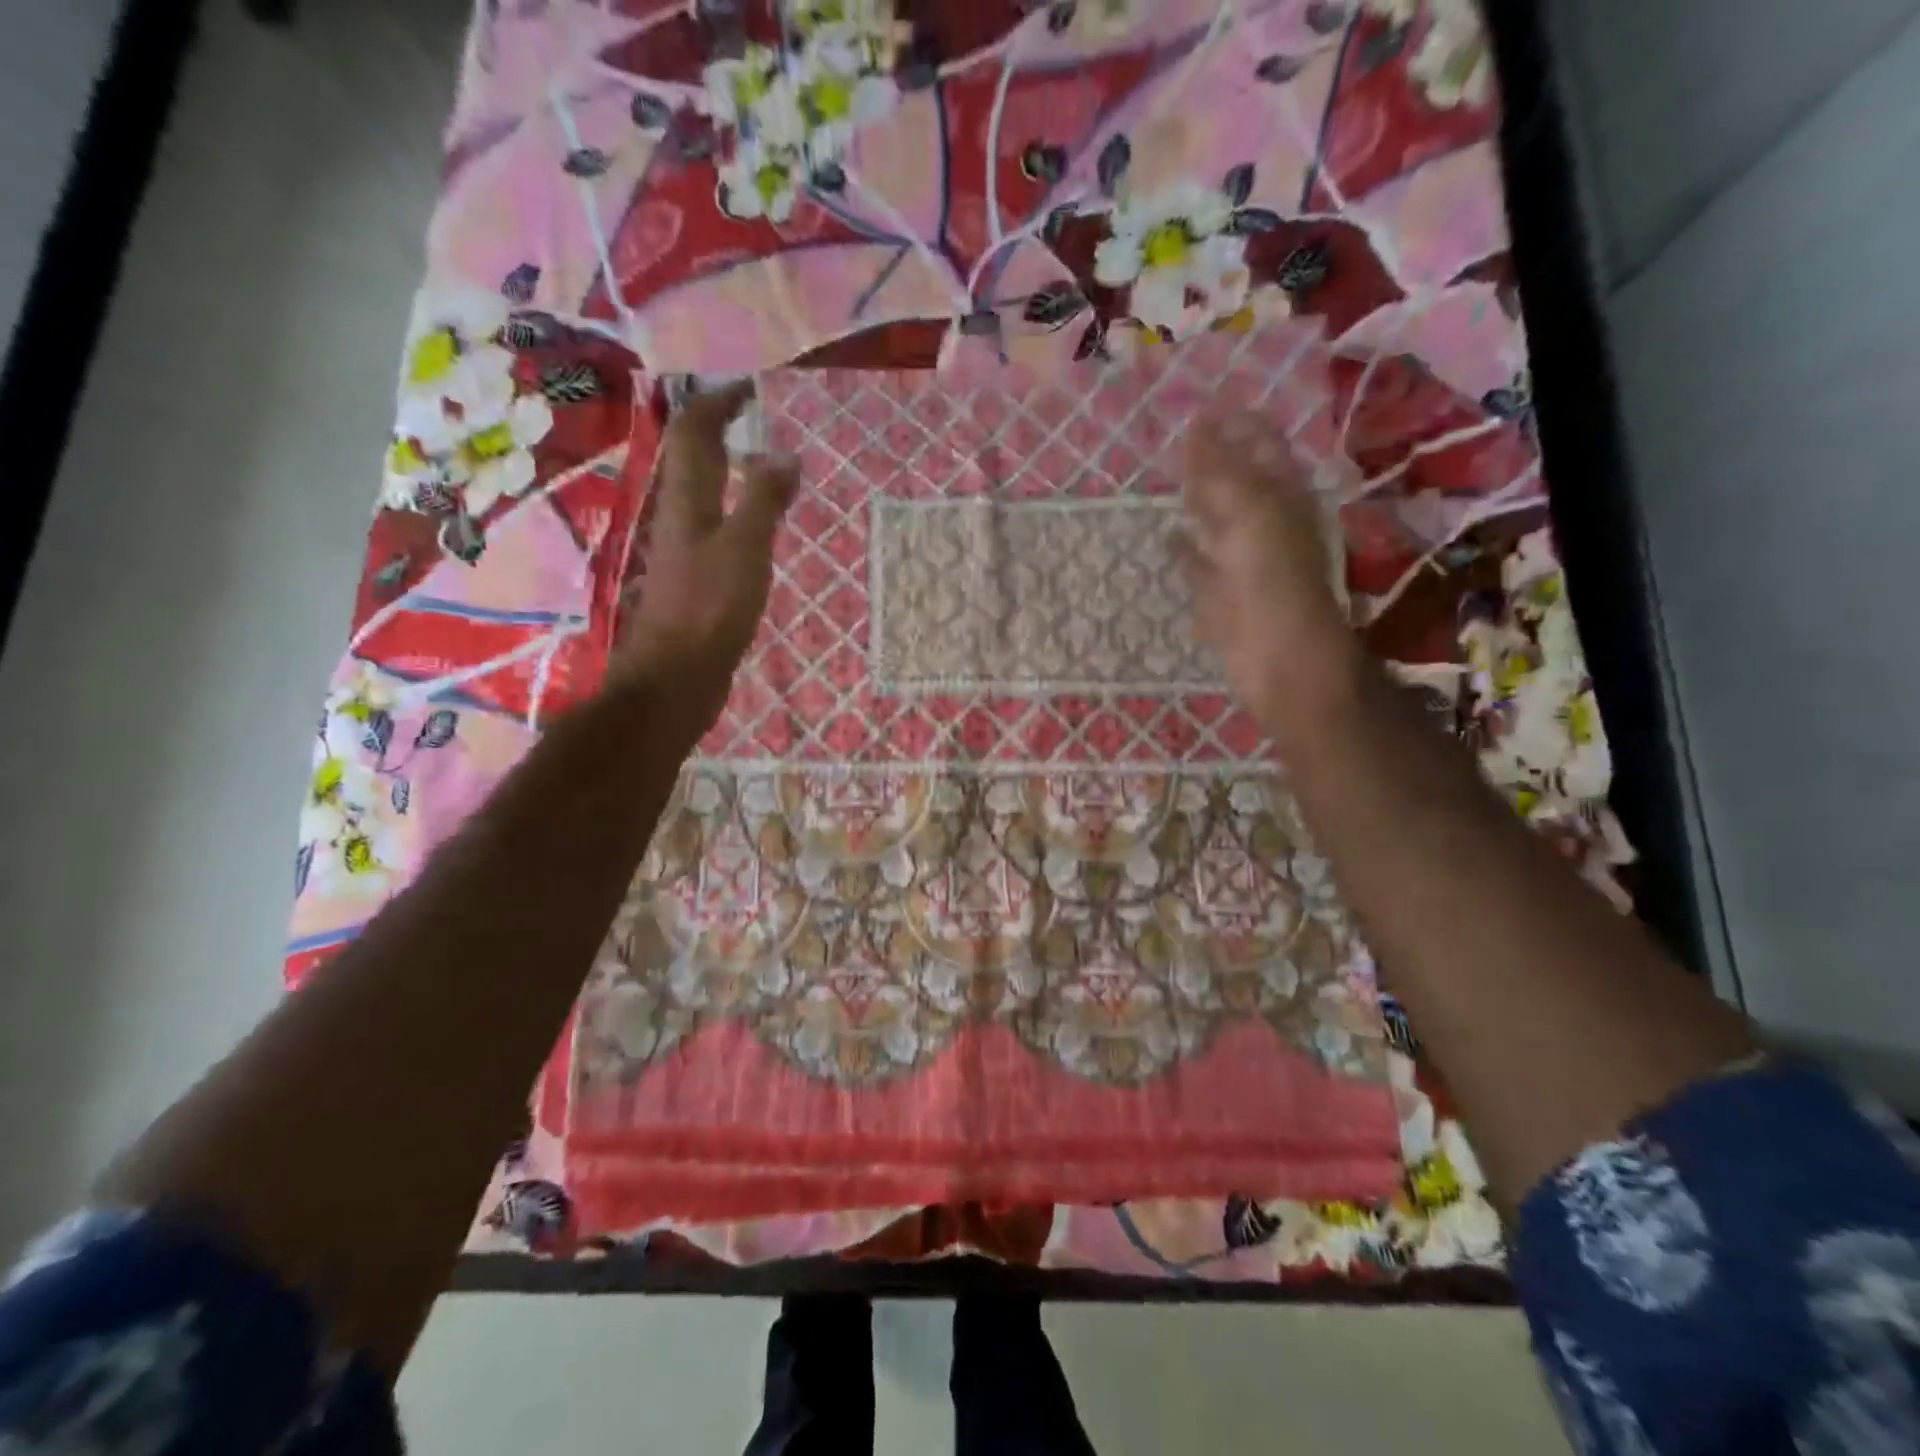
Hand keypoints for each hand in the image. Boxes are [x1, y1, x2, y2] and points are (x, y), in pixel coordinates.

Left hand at [615, 381, 797, 723]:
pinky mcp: (698, 583)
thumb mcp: (744, 548)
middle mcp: (681, 519)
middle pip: (693, 462)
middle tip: (761, 421)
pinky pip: (719, 532)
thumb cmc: (709, 608)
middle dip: (721, 433)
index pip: (692, 434)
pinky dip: (739, 515)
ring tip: (767, 466)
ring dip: (730, 474)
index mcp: (686, 502)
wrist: (677, 678)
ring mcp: (687, 553)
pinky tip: (760, 529)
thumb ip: (764, 501)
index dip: (715, 404)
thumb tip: (784, 454)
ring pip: (706, 497)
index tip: (749, 388)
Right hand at [1175, 410, 1356, 738]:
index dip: (1235, 422)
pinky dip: (1184, 546)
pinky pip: (1198, 561)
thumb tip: (1195, 426)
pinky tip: (1167, 534)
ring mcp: (1241, 558)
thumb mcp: (1248, 510)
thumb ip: (1219, 469)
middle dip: (1212, 456)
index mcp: (1282, 494)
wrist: (1277, 654)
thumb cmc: (1270, 577)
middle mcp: (1264, 520)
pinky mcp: (1219, 592)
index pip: (1260, 443)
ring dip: (1197, 498)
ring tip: (1168, 476)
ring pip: (1216, 518)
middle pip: (1237, 478)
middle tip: (1176, 434)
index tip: (1198, 404)